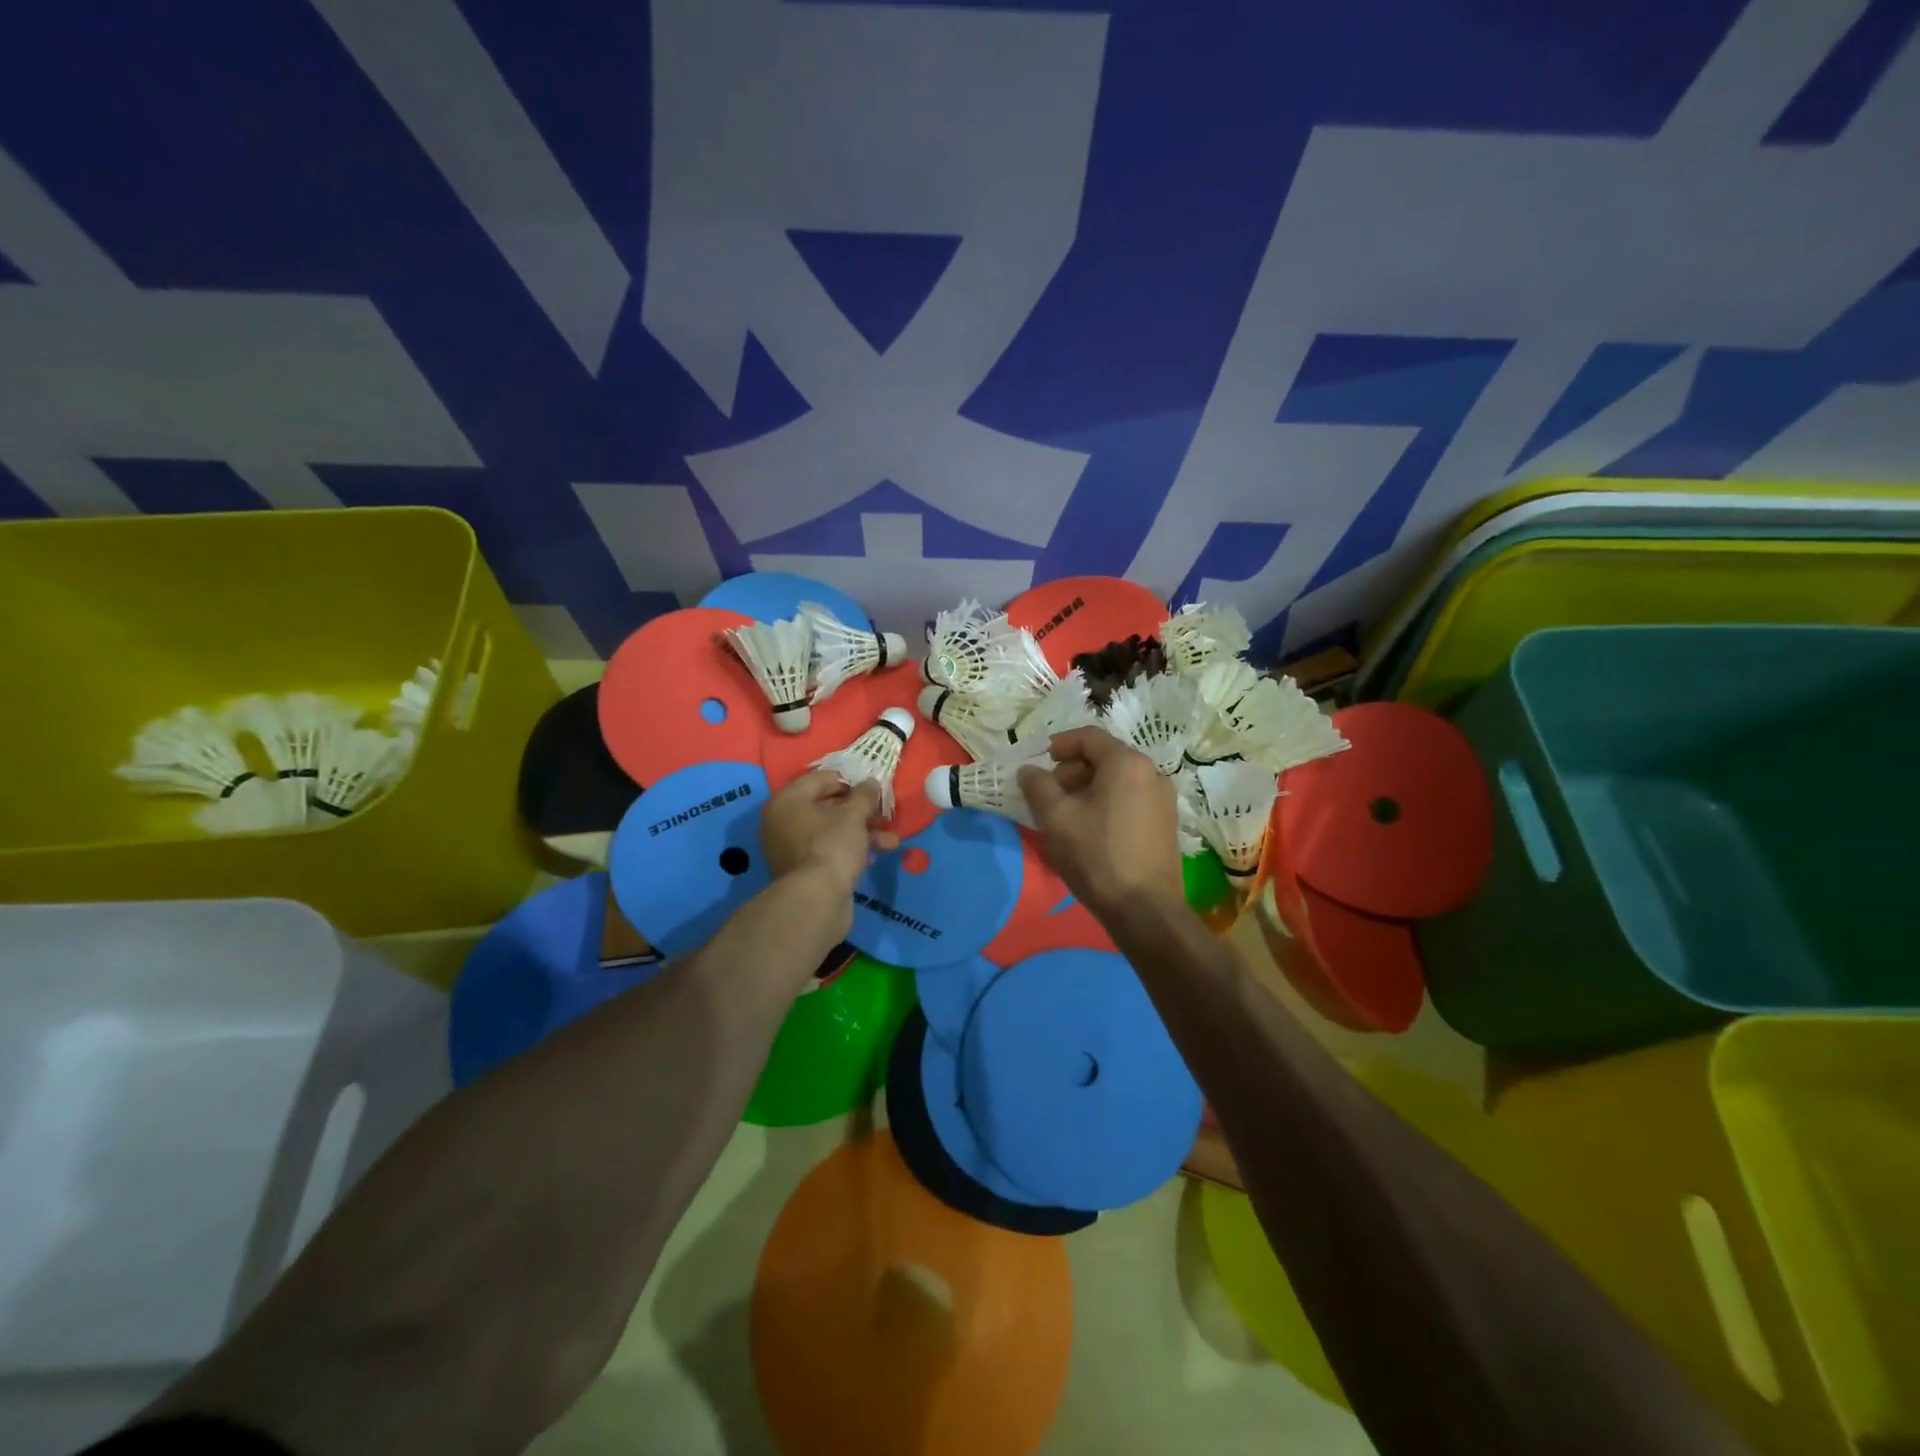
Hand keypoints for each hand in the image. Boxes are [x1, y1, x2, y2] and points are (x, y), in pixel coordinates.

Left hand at [759, 771, 899, 897]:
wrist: (816, 900)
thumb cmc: (832, 845)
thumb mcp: (853, 815)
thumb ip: (864, 795)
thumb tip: (872, 782)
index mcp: (787, 801)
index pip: (819, 779)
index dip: (848, 780)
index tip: (871, 787)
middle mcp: (782, 822)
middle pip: (825, 806)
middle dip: (858, 810)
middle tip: (883, 812)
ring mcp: (790, 849)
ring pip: (831, 831)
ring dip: (862, 832)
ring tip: (891, 840)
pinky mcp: (803, 871)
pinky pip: (828, 850)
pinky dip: (850, 850)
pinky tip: (875, 855)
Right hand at [1018, 728, 1181, 914]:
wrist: (1145, 910)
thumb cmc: (1097, 856)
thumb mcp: (1056, 818)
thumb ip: (1038, 786)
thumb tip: (1029, 770)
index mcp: (1127, 763)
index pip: (1089, 737)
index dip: (1059, 745)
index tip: (1039, 763)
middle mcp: (1152, 773)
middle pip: (1105, 758)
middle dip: (1072, 771)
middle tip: (1048, 795)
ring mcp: (1164, 800)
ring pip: (1118, 781)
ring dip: (1088, 790)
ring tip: (1065, 816)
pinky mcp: (1166, 825)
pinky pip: (1131, 800)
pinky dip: (1107, 804)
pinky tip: (1090, 831)